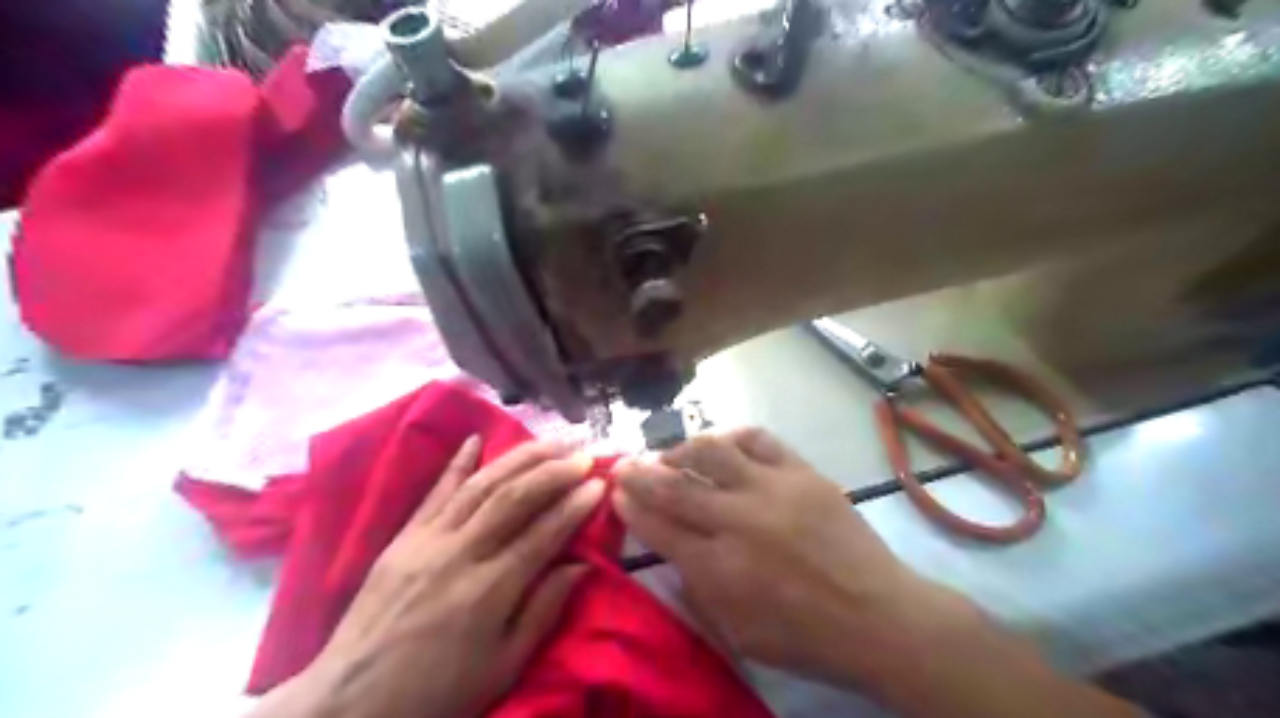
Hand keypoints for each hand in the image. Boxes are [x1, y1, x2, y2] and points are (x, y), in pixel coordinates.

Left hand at [264, 438, 605, 717]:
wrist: (351, 702)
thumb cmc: (438, 691)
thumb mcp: (503, 666)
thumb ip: (544, 610)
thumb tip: (582, 565)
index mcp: (490, 590)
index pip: (544, 533)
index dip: (575, 505)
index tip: (599, 484)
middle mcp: (460, 554)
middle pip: (514, 498)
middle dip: (553, 471)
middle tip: (583, 455)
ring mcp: (427, 540)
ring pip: (481, 485)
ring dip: (519, 458)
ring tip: (550, 442)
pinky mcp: (403, 537)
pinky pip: (434, 492)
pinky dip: (457, 463)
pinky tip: (475, 439)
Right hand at [614, 429, 975, 685]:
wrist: (877, 616)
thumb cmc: (804, 636)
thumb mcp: (737, 634)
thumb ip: (697, 591)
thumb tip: (673, 551)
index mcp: (718, 568)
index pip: (658, 527)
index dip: (631, 507)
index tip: (616, 493)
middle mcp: (738, 520)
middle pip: (674, 485)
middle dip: (640, 472)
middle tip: (624, 464)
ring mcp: (771, 490)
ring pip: (712, 451)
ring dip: (682, 449)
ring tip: (671, 454)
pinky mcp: (802, 472)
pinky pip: (759, 439)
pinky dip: (733, 437)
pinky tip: (722, 444)